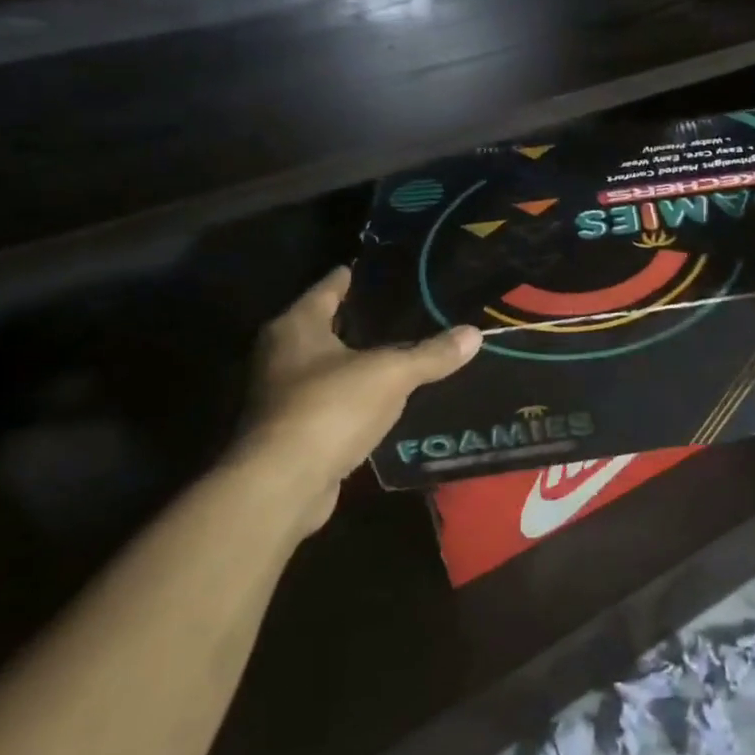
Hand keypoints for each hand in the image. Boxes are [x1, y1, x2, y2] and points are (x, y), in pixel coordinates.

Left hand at [238, 266, 481, 532]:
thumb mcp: (391, 374)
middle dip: (356, 319)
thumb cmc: (330, 407)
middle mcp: (280, 355)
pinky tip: (383, 395)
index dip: (351, 277)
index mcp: (296, 327)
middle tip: (399, 307)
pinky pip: (330, 399)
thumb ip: (431, 353)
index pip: (327, 289)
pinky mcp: (292, 431)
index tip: (375, 268)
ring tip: (398, 349)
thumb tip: (474, 334)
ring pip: (325, 365)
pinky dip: (353, 395)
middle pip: (323, 326)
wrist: (283, 486)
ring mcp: (281, 396)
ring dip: (355, 360)